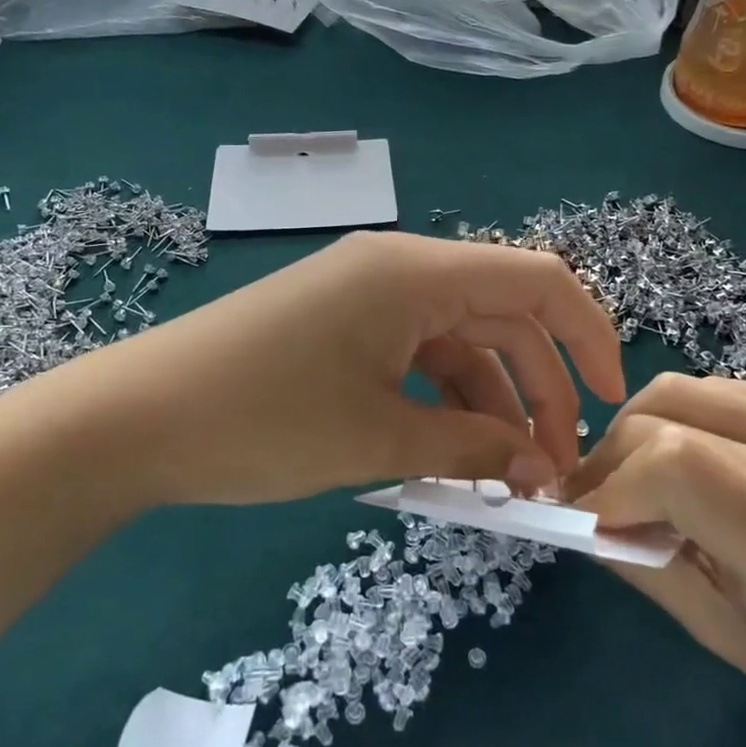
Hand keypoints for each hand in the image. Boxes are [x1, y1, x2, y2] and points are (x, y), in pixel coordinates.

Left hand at [52, 232, 626, 507]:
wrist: (133, 418)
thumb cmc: (263, 421)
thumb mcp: (379, 439)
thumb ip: (472, 446)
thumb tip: (539, 467)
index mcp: (415, 272)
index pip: (537, 282)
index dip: (588, 335)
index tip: (612, 402)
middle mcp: (396, 268)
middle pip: (500, 315)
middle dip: (537, 388)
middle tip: (548, 469)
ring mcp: (363, 294)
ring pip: (456, 340)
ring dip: (486, 402)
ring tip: (497, 478)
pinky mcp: (337, 324)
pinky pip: (412, 353)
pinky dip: (439, 399)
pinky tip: (444, 454)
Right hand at [565, 374, 745, 746]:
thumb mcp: (727, 638)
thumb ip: (644, 565)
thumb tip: (581, 517)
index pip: (676, 467)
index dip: (612, 485)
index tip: (583, 518)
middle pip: (669, 415)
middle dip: (612, 455)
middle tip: (597, 497)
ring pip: (687, 389)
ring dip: (640, 428)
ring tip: (636, 474)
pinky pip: (724, 391)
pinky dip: (685, 420)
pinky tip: (692, 458)